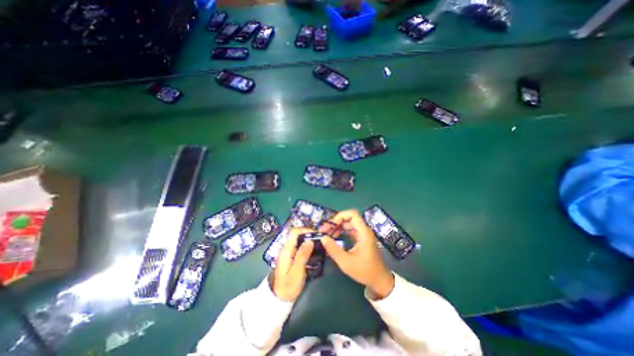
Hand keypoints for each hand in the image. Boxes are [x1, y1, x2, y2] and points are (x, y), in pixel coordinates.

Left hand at [270, 228, 314, 299]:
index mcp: (286, 249)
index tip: (317, 235)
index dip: (306, 230)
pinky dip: (308, 246)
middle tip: (321, 240)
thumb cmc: (288, 286)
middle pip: (298, 234)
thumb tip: (310, 240)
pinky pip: (300, 246)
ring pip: (300, 240)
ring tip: (320, 245)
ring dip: (310, 240)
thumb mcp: (296, 272)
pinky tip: (315, 251)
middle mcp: (287, 248)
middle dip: (310, 235)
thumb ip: (302, 255)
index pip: (295, 232)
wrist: (280, 298)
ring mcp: (289, 252)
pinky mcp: (292, 256)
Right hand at [319, 209, 394, 299]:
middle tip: (324, 230)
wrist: (379, 280)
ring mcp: (362, 234)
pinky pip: (350, 230)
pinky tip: (334, 238)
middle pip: (348, 218)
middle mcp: (364, 230)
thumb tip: (322, 237)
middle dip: (335, 222)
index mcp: (363, 232)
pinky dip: (341, 232)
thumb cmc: (365, 271)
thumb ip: (333, 249)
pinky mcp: (361, 239)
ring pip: (348, 224)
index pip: (352, 214)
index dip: (340, 216)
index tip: (330, 225)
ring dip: (337, 227)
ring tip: (327, 234)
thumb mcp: (346, 262)